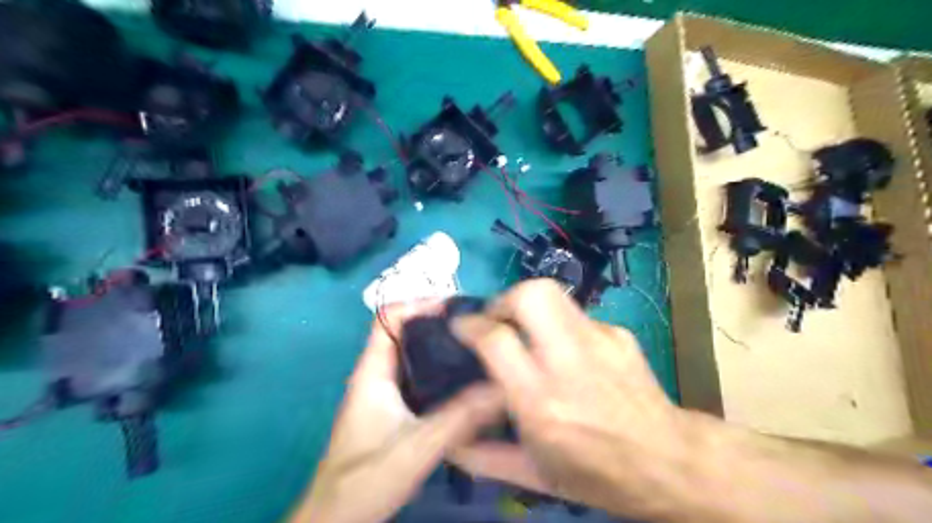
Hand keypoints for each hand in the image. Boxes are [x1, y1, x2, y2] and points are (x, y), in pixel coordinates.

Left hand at [294, 302, 506, 522]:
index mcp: (372, 372)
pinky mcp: (394, 411)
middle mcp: (377, 375)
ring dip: (442, 349)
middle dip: (439, 324)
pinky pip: (420, 379)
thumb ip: (460, 418)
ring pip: (415, 357)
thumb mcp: (418, 446)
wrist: (337, 520)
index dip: (418, 304)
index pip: (388, 317)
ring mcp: (385, 393)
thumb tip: (503, 388)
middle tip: (479, 328)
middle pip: (406, 333)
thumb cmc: (366, 479)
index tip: (457, 308)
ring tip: (480, 348)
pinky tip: (467, 382)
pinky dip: (442, 373)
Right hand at [448, 280, 693, 520]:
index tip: (461, 326)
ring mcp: (599, 342)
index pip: (496, 340)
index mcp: (542, 403)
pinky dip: (558, 325)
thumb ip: (484, 456)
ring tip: (525, 329)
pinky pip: (574, 315)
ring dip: (528, 305)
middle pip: (530, 295)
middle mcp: (570, 363)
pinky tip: (565, 351)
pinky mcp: (618, 333)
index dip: (470, 324)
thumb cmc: (598, 475)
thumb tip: (449, 440)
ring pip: (553, 293)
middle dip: (503, 299)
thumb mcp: (535, 476)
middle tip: (497, 319)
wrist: (669, 462)